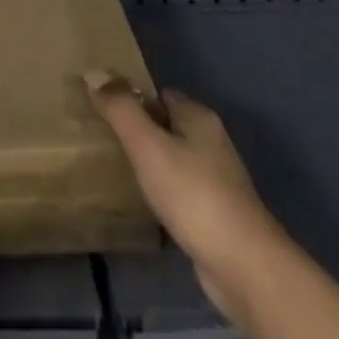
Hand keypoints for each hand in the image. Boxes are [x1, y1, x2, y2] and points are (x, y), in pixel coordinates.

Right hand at [85, 72, 284, 323]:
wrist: (244, 267)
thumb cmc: (193, 195)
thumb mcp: (148, 146)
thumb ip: (120, 109)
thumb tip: (93, 71)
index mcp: (198, 118)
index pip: (158, 94)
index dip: (131, 99)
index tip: (102, 110)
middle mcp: (211, 142)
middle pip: (166, 125)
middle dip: (138, 131)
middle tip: (102, 140)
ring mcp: (217, 180)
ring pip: (173, 159)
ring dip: (149, 163)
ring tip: (115, 170)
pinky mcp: (216, 213)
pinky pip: (179, 189)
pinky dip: (161, 191)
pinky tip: (142, 203)